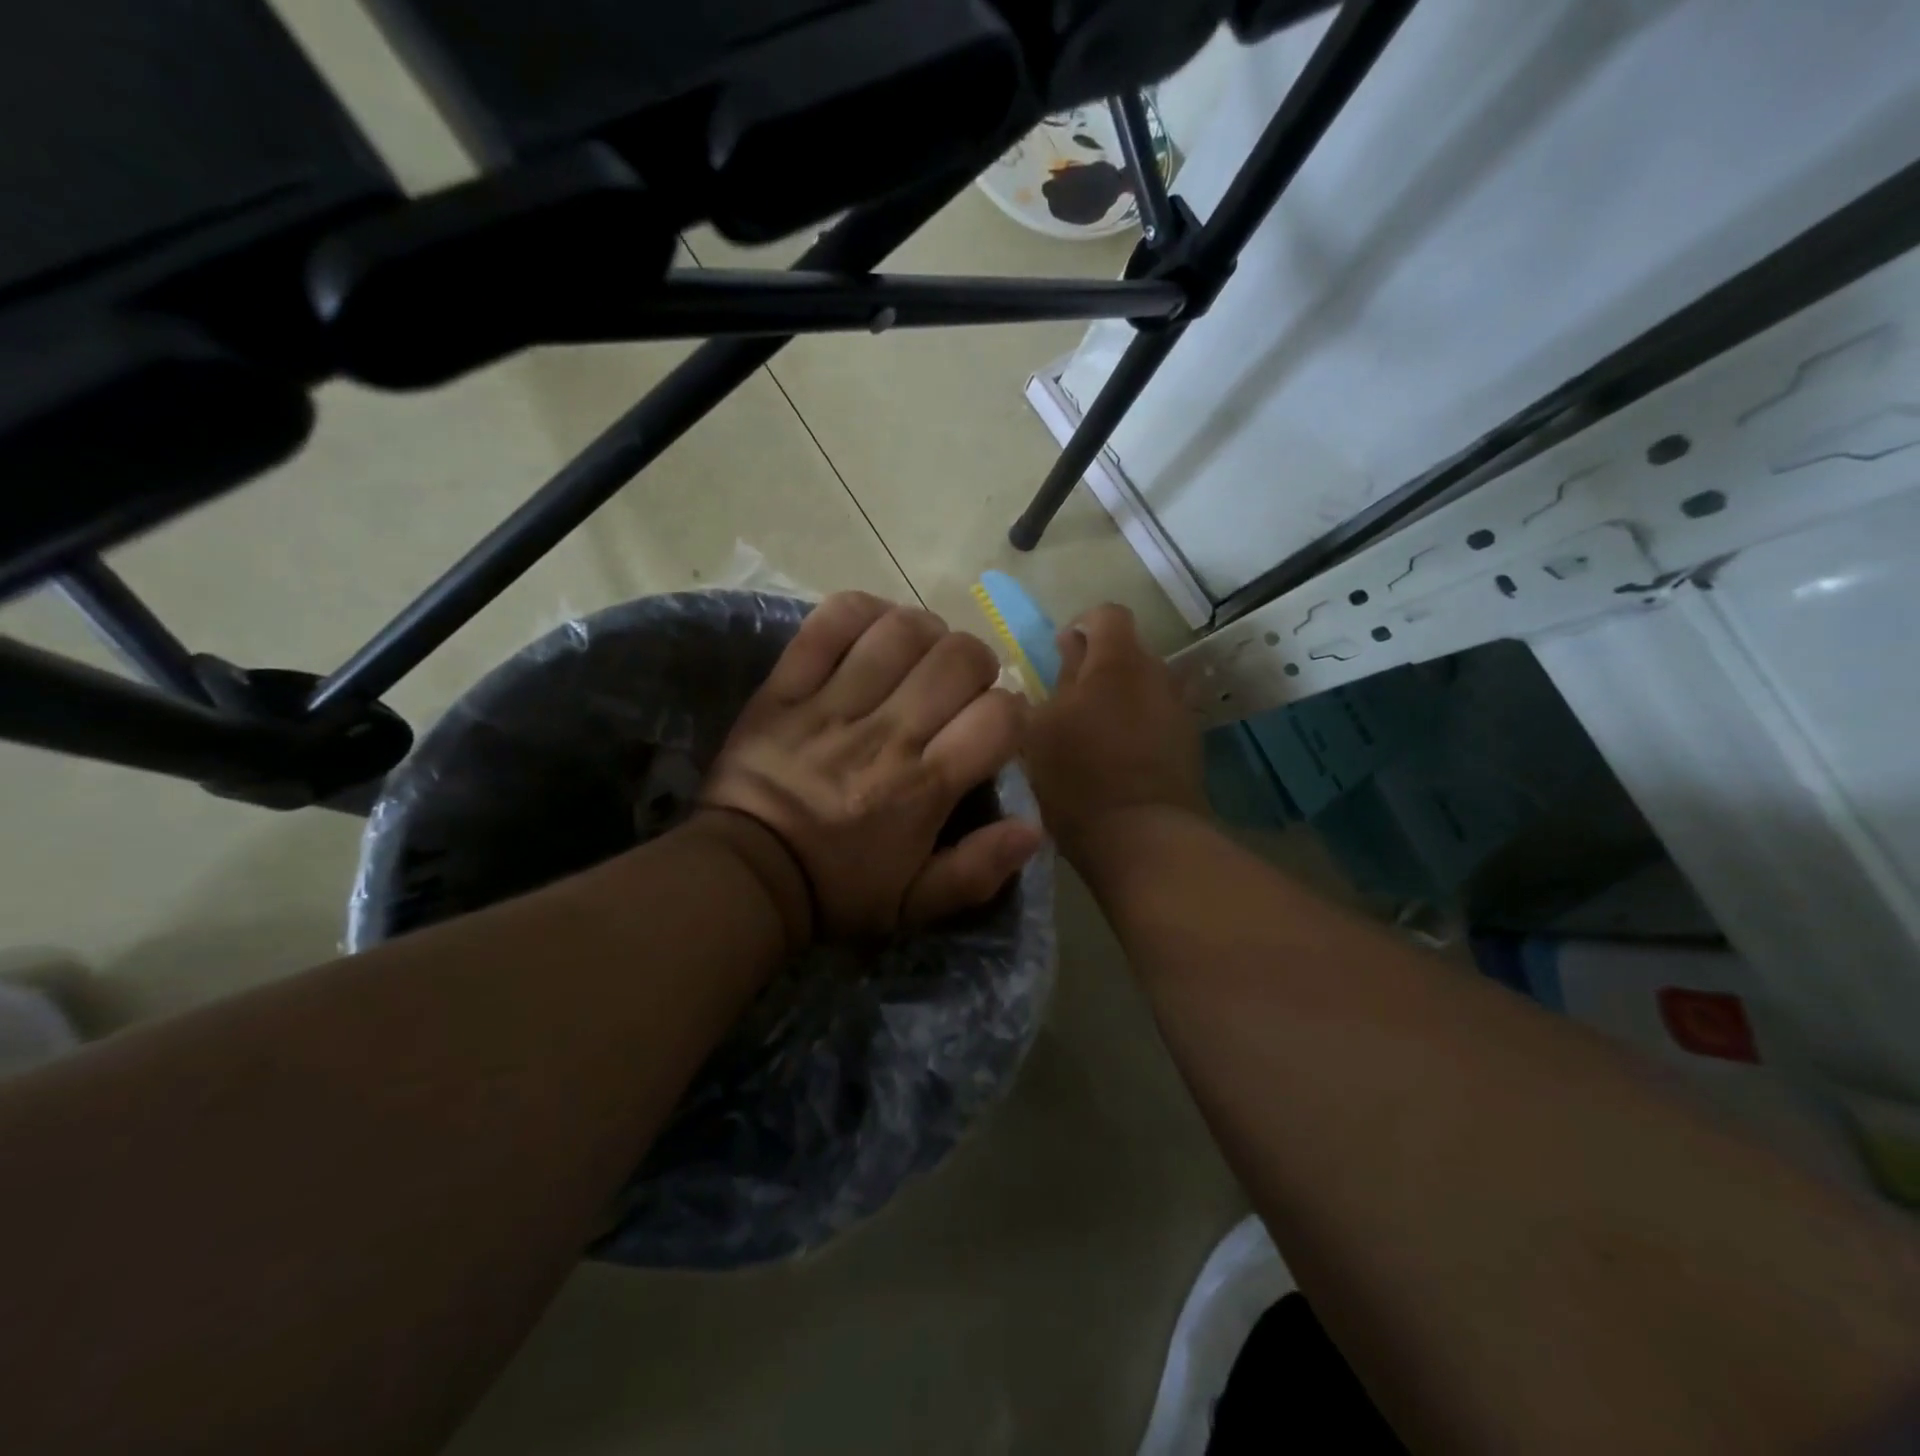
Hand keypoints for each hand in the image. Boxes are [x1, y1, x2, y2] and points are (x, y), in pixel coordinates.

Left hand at [700, 592, 1041, 941]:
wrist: (745, 876)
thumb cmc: (838, 889)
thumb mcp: (915, 903)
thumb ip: (979, 870)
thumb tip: (1034, 828)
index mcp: (924, 787)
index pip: (999, 717)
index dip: (1013, 713)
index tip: (997, 727)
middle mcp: (887, 736)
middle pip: (959, 659)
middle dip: (976, 666)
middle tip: (961, 689)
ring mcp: (833, 705)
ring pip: (902, 631)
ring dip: (926, 633)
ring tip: (920, 657)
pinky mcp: (787, 687)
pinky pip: (830, 624)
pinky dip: (861, 612)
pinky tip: (873, 630)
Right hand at [1023, 603, 1207, 862]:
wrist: (1143, 837)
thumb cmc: (1077, 777)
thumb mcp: (1040, 727)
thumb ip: (1054, 682)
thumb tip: (1066, 654)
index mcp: (1117, 661)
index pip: (1107, 614)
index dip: (1082, 625)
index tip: (1060, 653)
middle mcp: (1156, 674)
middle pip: (1128, 650)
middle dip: (1099, 666)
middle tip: (1068, 700)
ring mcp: (1179, 708)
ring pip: (1144, 685)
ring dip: (1120, 696)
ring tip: (1093, 731)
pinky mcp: (1190, 742)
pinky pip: (1158, 716)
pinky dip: (1138, 723)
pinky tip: (1118, 756)